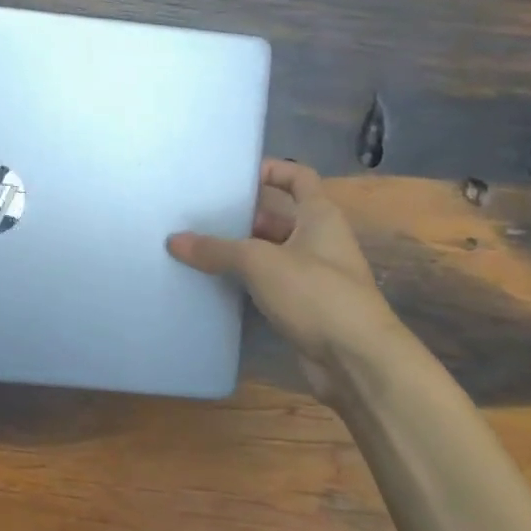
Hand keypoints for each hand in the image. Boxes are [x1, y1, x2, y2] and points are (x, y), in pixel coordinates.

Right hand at [167, 159, 401, 398]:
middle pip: (278, 216)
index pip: (298, 176)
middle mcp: (319, 241)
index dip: (271, 169)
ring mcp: (313, 276)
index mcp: (319, 216)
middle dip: (242, 215)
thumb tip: (173, 241)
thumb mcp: (260, 262)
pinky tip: (213, 283)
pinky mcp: (304, 308)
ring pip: (270, 253)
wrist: (357, 361)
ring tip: (197, 246)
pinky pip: (268, 285)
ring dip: (240, 252)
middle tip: (200, 214)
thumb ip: (216, 249)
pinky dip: (245, 282)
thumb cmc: (316, 294)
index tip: (234, 175)